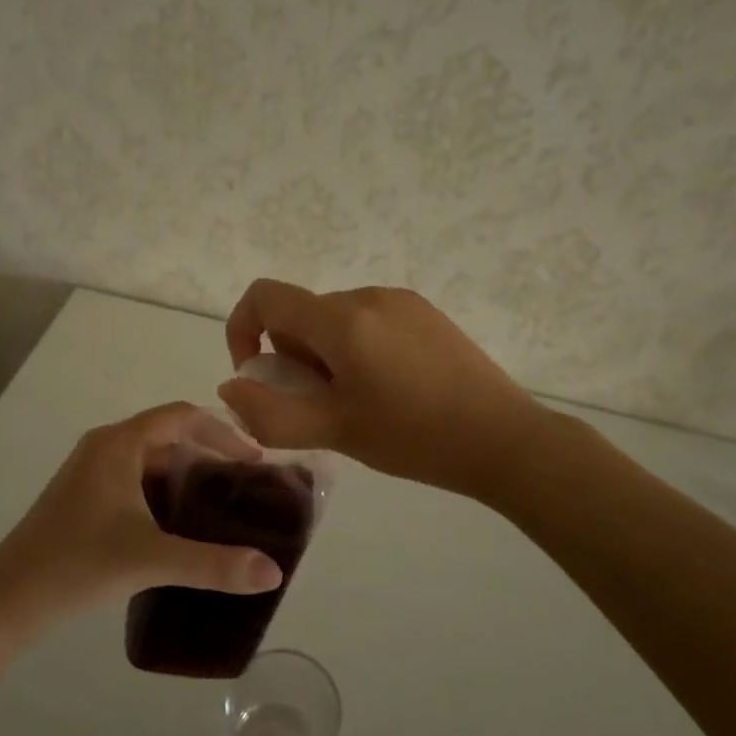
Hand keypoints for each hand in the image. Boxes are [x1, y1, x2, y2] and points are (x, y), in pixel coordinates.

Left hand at [0, 402, 283, 634]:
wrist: (6, 601)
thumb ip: (215, 565)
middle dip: (208, 456)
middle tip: (245, 487)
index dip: (222, 432)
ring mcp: (89, 473)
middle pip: (168, 436)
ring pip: (150, 461)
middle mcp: (104, 448)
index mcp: (119, 444)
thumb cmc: (77, 565)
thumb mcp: (151, 560)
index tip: (254, 460)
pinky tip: (180, 527)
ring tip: (221, 507)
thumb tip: (274, 572)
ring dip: (185, 477)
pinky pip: (134, 482)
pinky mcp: (82, 499)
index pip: (182, 416)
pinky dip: (163, 494)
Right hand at [218, 280, 544, 500]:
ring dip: (326, 357)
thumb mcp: (334, 432)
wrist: (503, 439)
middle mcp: (367, 296)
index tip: (260, 378)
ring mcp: (401, 300)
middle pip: (301, 315)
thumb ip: (270, 413)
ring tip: (359, 404)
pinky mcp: (426, 313)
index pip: (265, 296)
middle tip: (321, 408)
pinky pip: (369, 322)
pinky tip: (390, 391)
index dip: (243, 331)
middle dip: (293, 358)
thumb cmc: (413, 437)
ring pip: (335, 321)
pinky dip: (357, 350)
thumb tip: (231, 388)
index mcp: (341, 320)